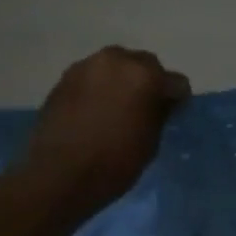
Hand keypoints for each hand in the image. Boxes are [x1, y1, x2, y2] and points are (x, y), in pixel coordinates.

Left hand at [22, 47, 190, 207]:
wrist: (58, 174)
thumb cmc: (114, 162)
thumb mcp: (151, 141)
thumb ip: (160, 113)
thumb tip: (162, 102)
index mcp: (145, 75)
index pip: (176, 82)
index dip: (177, 99)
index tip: (173, 115)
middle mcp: (116, 60)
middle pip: (144, 64)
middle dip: (149, 82)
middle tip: (146, 108)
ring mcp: (87, 66)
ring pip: (116, 67)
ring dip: (122, 82)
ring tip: (118, 108)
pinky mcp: (64, 78)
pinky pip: (93, 76)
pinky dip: (100, 88)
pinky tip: (96, 111)